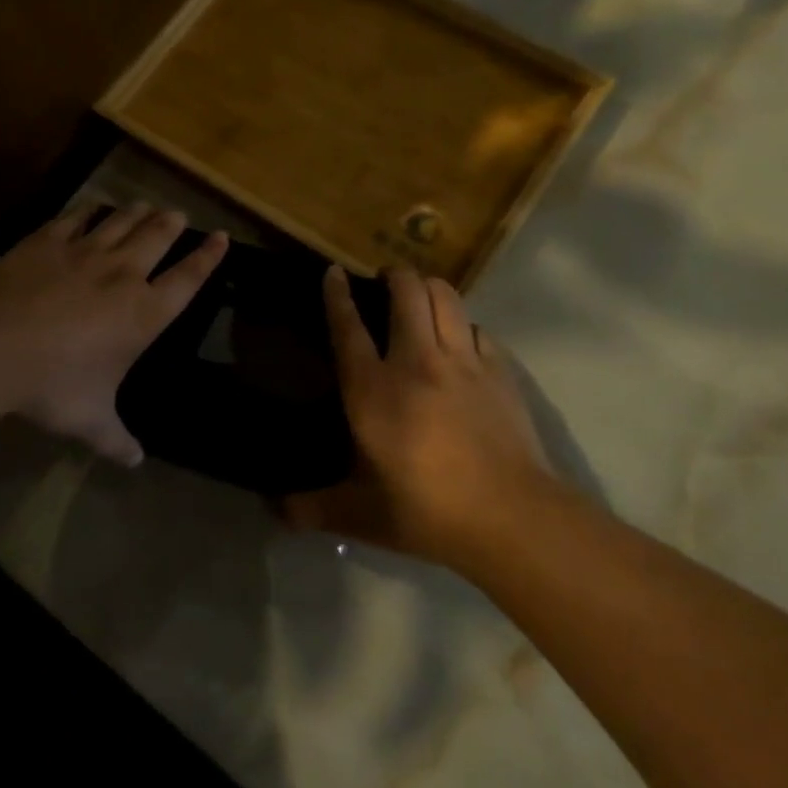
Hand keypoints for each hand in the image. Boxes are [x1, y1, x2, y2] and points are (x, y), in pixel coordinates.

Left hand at [0, 203, 226, 465]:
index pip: (188, 278)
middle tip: (178, 214)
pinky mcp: (48, 241)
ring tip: (145, 205)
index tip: (222, 236)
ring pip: (122, 220)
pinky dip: (91, 210)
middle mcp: (123, 274)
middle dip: (172, 223)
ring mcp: (84, 252)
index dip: (208, 257)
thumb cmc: (51, 387)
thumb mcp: (90, 421)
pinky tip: (93, 208)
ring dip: (138, 211)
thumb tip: (136, 462)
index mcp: (144, 314)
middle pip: (158, 237)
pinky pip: (78, 217)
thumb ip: (117, 439)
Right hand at [285, 264, 559, 570]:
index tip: (334, 271)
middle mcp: (416, 361)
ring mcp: (463, 361)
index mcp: (374, 390)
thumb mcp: (362, 516)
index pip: (349, 327)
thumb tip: (277, 511)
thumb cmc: (427, 511)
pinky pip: (477, 329)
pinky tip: (462, 342)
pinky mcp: (500, 371)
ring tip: (421, 295)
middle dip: (394, 275)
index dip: (338, 295)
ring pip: (446, 297)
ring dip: (430, 287)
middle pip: (407, 291)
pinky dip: (464, 326)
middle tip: (386, 280)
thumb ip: (314, 508)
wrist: (510, 516)